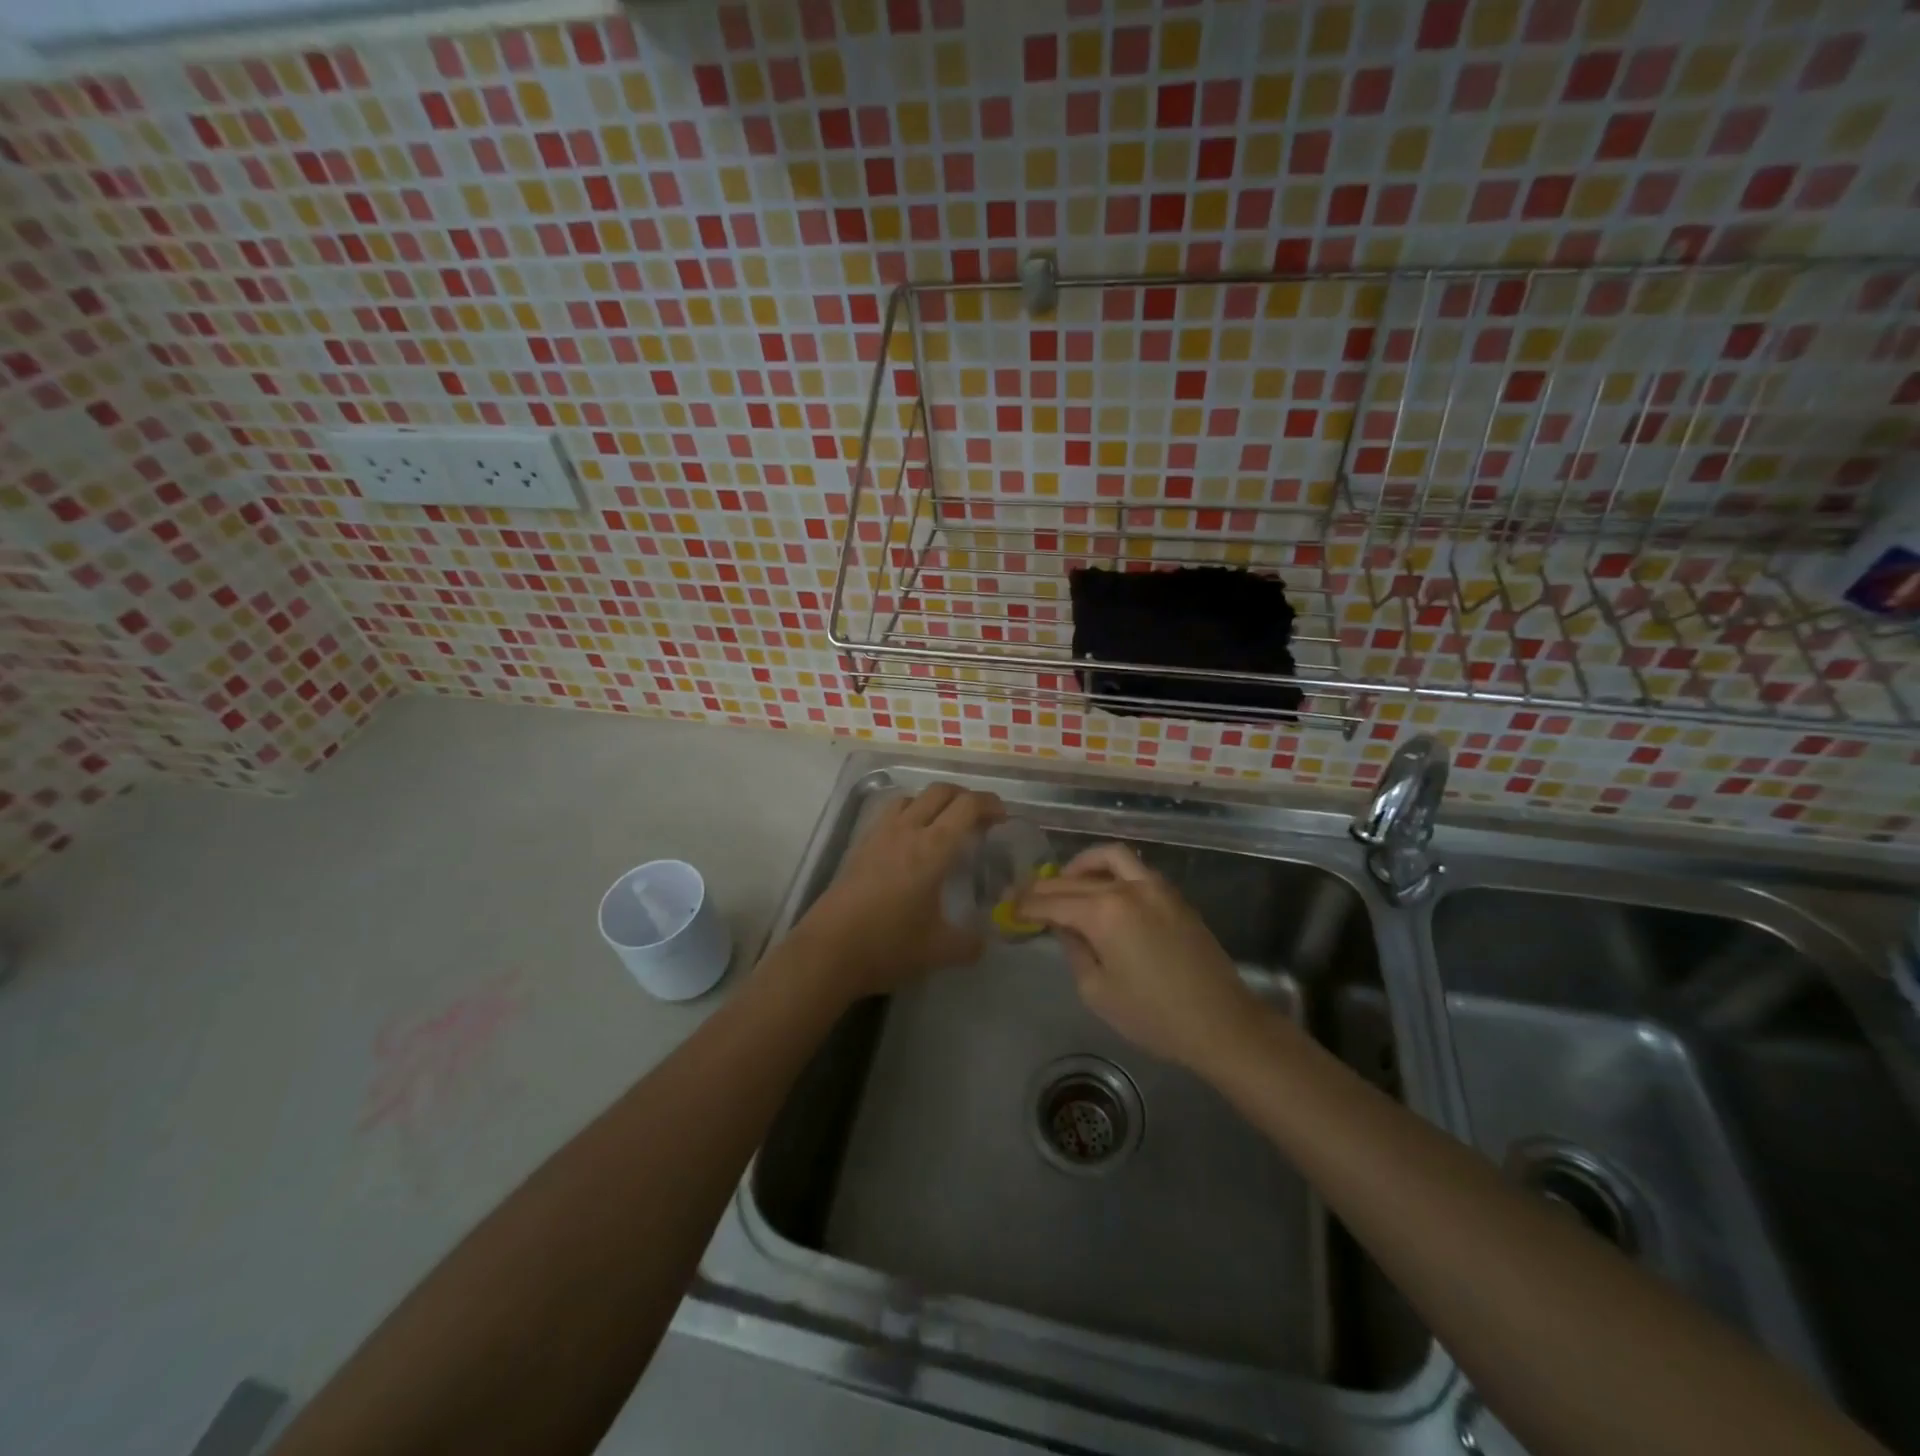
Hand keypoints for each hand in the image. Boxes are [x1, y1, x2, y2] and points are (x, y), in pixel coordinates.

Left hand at [791, 782, 1003, 999]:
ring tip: (944, 825)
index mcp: (933, 848)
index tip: (1002, 817)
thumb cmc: (887, 946)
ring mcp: (879, 834)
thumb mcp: (939, 951)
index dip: (989, 804)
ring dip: (934, 801)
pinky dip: (909, 813)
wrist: (828, 951)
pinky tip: (910, 841)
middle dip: (965, 796)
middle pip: (940, 791)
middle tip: (979, 818)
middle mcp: (907, 830)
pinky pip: (890, 813)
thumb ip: (969, 944)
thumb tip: (984, 942)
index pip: (967, 806)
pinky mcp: (860, 845)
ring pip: (912, 797)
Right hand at [1016, 843, 1260, 1071]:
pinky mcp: (1173, 896)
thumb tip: (1065, 928)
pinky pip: (1134, 868)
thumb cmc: (1153, 1016)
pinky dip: (1110, 870)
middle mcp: (1127, 888)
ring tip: (1066, 881)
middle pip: (1076, 879)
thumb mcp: (1097, 991)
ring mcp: (1154, 887)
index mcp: (1104, 912)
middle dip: (1046, 886)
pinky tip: (1102, 889)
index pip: (1053, 902)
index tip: (1009, 906)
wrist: (1221, 1023)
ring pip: (1110, 858)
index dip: (1027, 905)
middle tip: (1025, 894)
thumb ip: (1074, 951)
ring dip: (1082, 865)